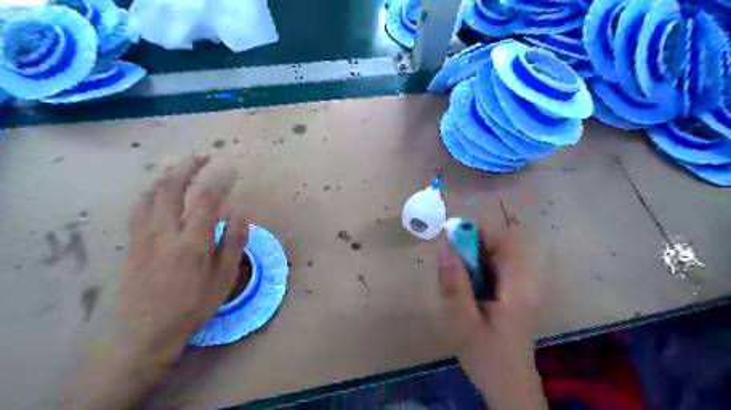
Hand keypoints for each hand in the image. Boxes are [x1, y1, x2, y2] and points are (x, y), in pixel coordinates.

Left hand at [58, 155, 246, 408]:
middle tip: (203, 157)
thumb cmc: (193, 305)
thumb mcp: (223, 278)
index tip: (231, 169)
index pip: (207, 199)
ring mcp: (144, 235)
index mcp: (192, 242)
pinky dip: (152, 192)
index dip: (220, 180)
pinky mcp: (132, 242)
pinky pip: (139, 208)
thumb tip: (240, 213)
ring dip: (167, 175)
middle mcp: (165, 232)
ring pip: (151, 193)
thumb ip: (233, 242)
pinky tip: (159, 192)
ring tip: (182, 168)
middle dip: (188, 166)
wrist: (146, 331)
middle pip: (171, 187)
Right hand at [436, 207, 544, 408]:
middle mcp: (523, 281)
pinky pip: (493, 271)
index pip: (506, 241)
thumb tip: (445, 248)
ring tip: (453, 280)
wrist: (510, 388)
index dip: (479, 232)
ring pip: (494, 258)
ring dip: (471, 260)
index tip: (453, 236)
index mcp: (518, 286)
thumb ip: (455, 284)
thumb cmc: (488, 357)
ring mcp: (520, 288)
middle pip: (499, 247)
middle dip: (470, 247)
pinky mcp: (512, 295)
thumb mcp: (464, 321)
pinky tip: (463, 290)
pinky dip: (475, 272)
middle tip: (448, 263)